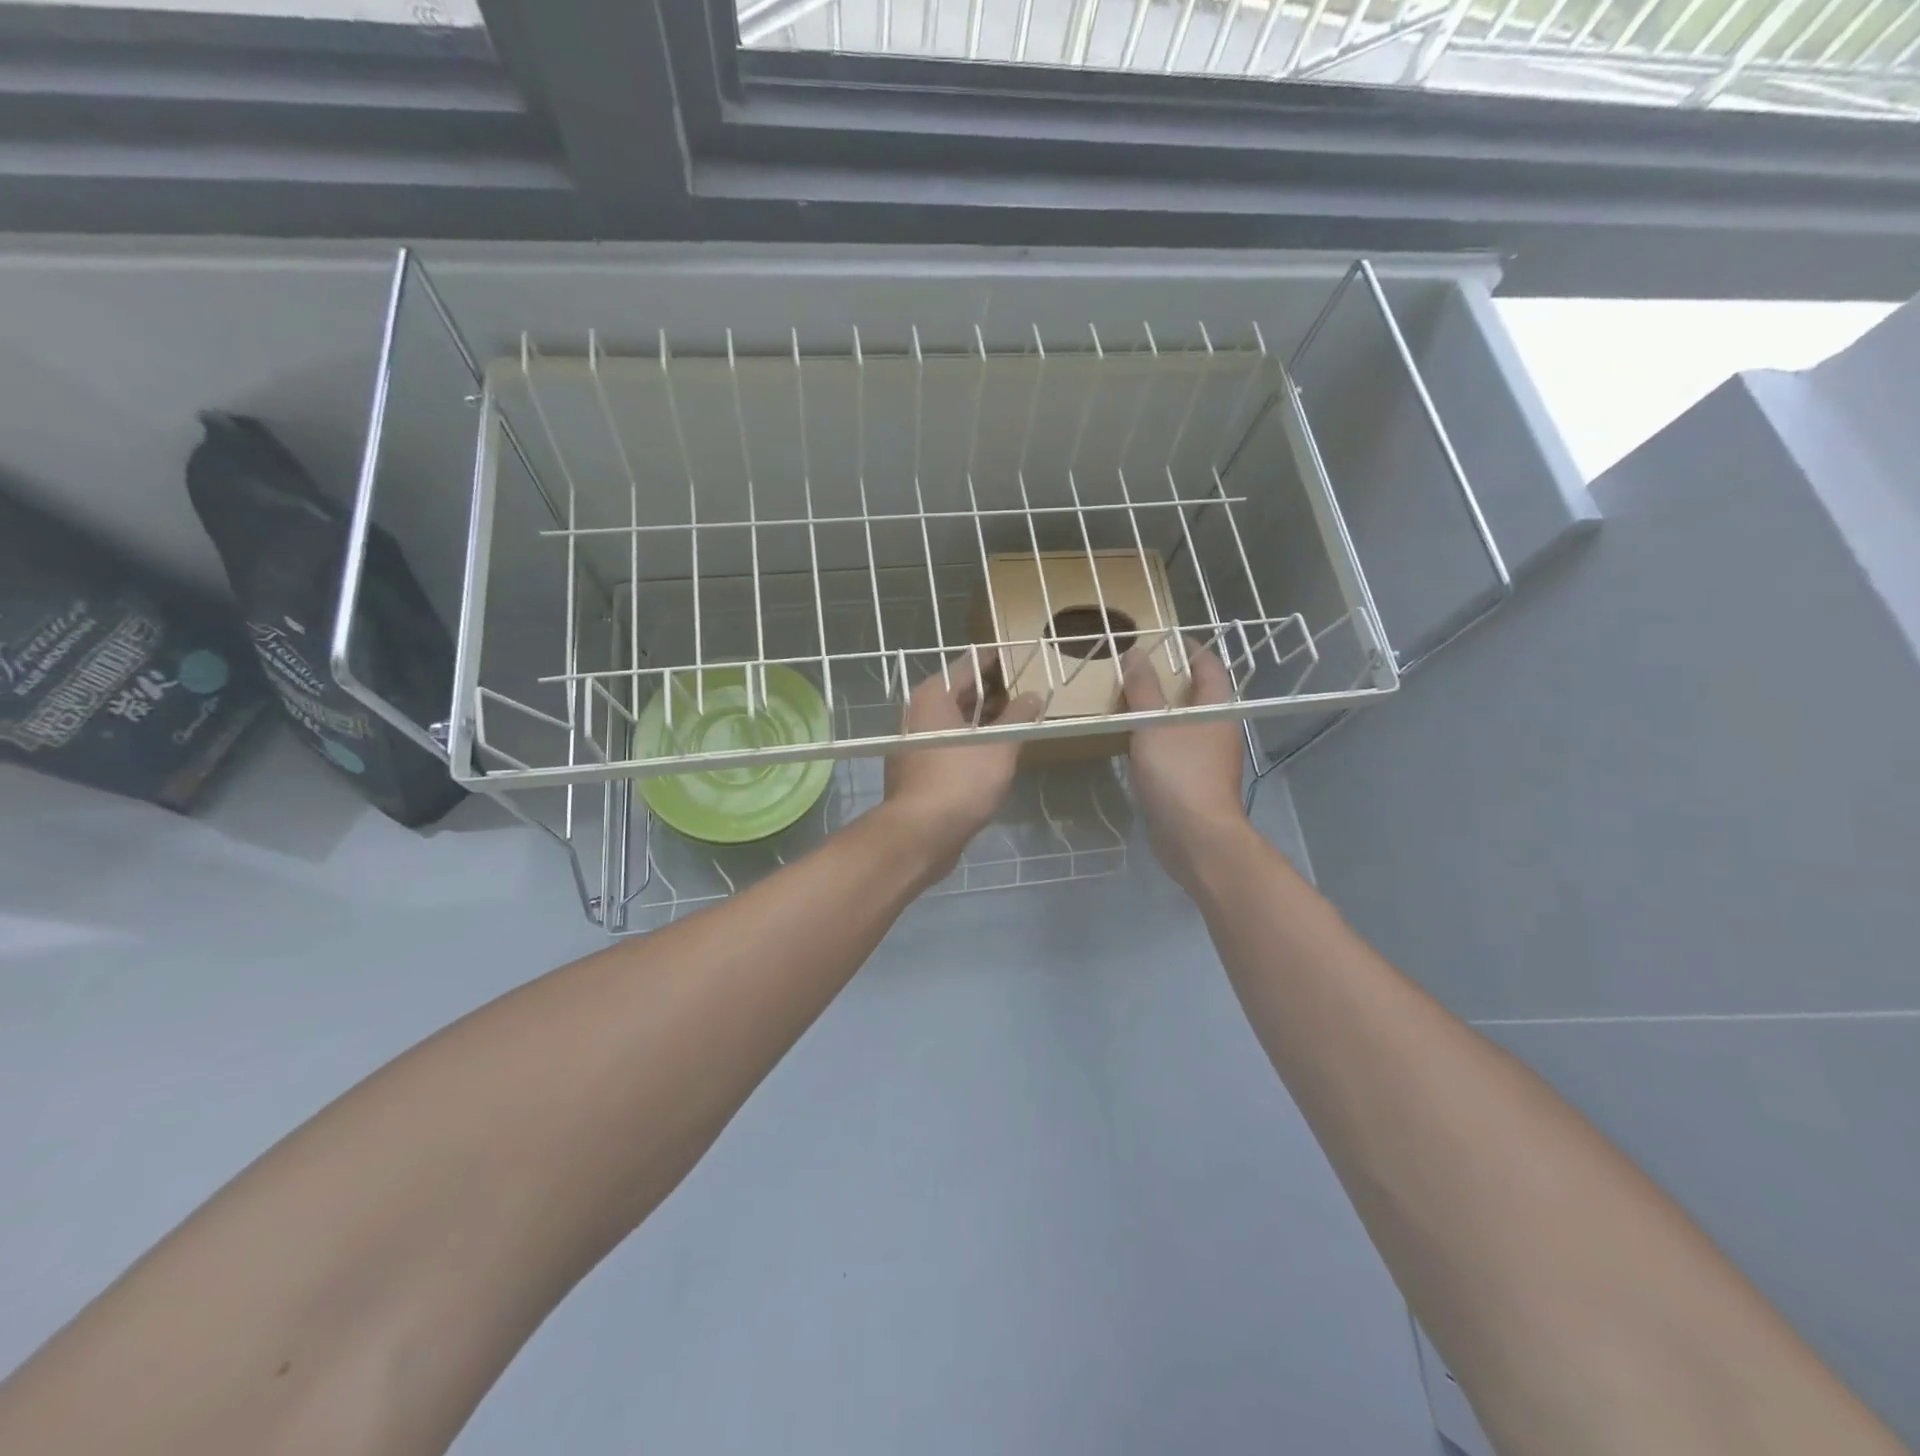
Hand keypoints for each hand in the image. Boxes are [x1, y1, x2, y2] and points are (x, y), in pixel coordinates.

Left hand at [882, 647, 1041, 869]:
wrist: (921, 834)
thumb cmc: (961, 780)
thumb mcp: (999, 746)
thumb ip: (1018, 717)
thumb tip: (1032, 696)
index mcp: (933, 696)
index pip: (968, 664)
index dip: (994, 659)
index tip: (1019, 656)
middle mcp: (917, 713)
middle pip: (958, 692)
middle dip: (990, 691)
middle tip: (1022, 689)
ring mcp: (913, 743)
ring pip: (952, 721)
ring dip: (981, 719)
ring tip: (1013, 720)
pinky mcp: (916, 770)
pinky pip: (947, 744)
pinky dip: (969, 741)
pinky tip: (992, 752)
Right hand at [1121, 641, 1249, 891]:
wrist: (1196, 837)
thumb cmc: (1179, 773)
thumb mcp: (1153, 725)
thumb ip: (1143, 690)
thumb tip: (1136, 653)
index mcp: (1217, 708)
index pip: (1209, 666)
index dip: (1190, 648)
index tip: (1166, 637)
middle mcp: (1218, 729)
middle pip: (1197, 694)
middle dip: (1170, 679)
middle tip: (1137, 667)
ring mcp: (1207, 758)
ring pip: (1183, 723)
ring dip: (1160, 710)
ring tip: (1128, 699)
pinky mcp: (1193, 782)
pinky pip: (1174, 749)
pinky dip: (1156, 738)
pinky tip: (1133, 740)